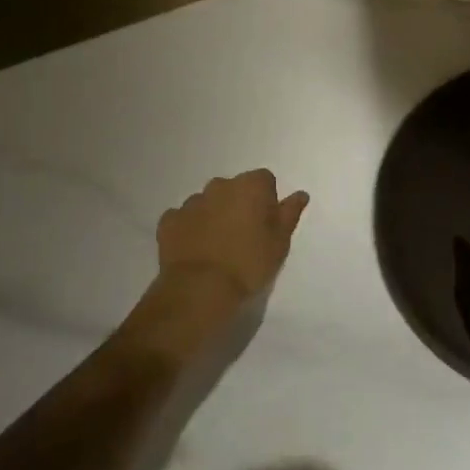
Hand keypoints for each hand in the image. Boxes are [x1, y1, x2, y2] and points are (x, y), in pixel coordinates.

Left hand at [156, 169, 309, 302]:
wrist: (200, 289)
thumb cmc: (249, 264)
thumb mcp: (280, 243)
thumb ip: (289, 213)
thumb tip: (300, 194)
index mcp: (250, 186)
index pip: (264, 180)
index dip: (267, 200)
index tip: (266, 225)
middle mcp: (220, 185)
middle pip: (234, 188)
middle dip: (238, 205)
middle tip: (243, 236)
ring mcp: (191, 202)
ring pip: (207, 202)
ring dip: (213, 215)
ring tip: (217, 247)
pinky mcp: (169, 220)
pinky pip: (183, 218)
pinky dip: (189, 229)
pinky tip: (194, 250)